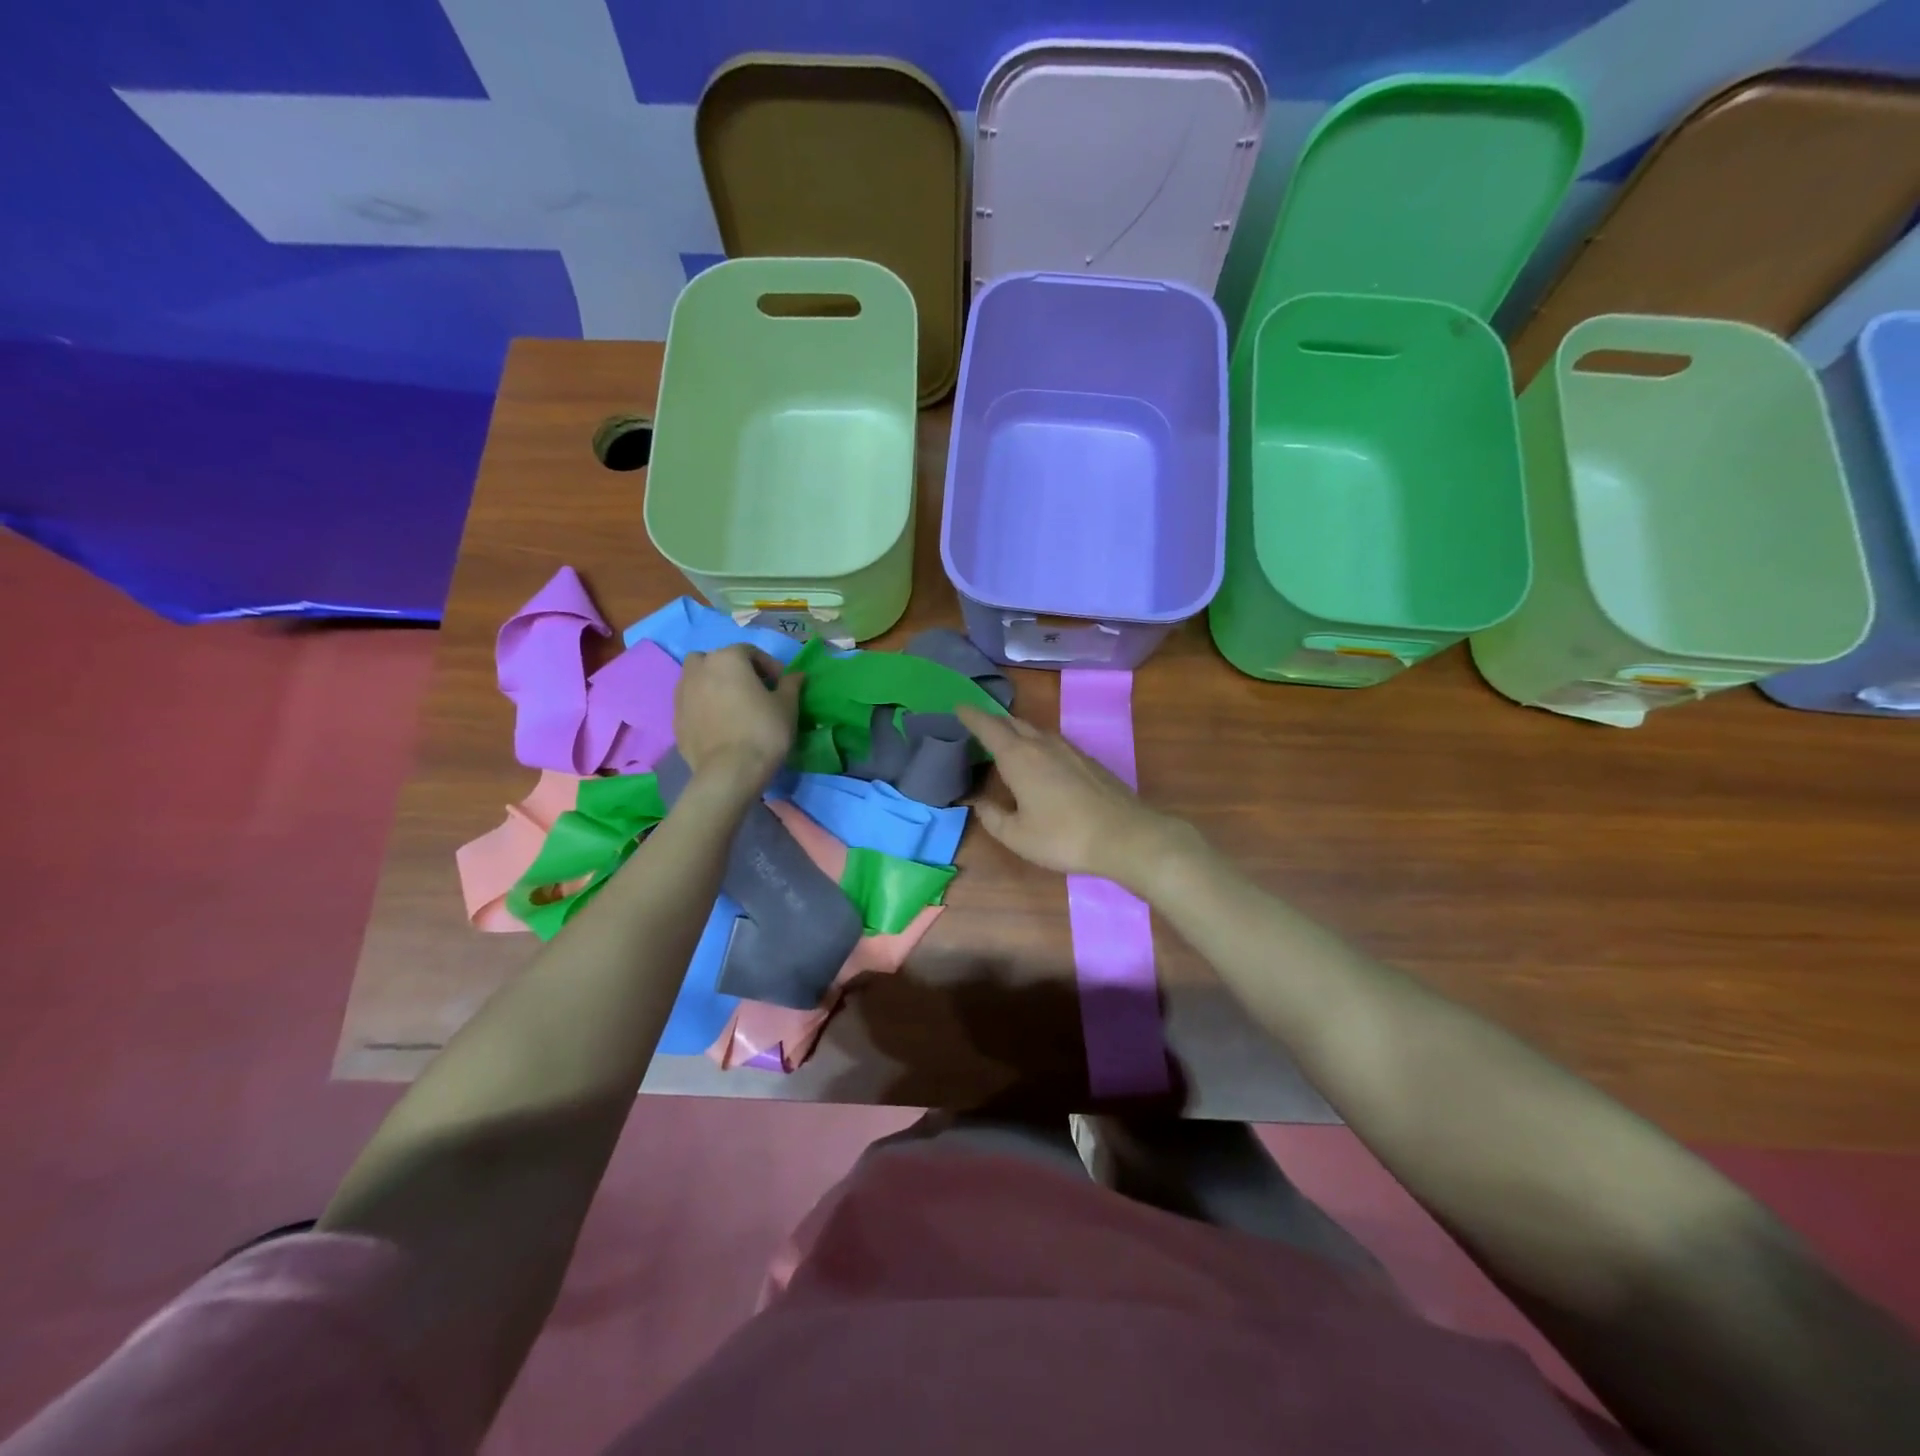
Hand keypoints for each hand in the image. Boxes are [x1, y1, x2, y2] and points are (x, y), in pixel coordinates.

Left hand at [674, 645, 801, 788]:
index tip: (781, 685)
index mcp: (727, 659)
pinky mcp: (675, 719)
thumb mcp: (787, 706)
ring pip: (696, 679)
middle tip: (753, 690)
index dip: (769, 666)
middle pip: (716, 660)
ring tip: (732, 706)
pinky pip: (691, 704)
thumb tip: (795, 675)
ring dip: (713, 685)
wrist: (730, 771)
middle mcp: (699, 670)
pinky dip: (703, 707)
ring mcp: (682, 694)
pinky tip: (719, 725)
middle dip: (734, 670)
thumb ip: (790, 685)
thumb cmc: (763, 730)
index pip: (750, 652)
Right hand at [955, 704, 1196, 890]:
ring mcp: (1069, 749)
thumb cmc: (1062, 836)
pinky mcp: (1088, 760)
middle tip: (979, 724)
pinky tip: (1041, 760)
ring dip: (1018, 731)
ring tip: (1007, 740)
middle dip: (994, 721)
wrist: (1123, 835)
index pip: (989, 727)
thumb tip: (979, 802)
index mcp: (1018, 757)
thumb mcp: (1017, 835)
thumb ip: (993, 817)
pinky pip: (1054, 742)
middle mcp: (1042, 744)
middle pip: (1013, 723)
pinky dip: (1038, 743)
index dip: (972, 716)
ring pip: (1036, 731)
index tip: (959, 706)